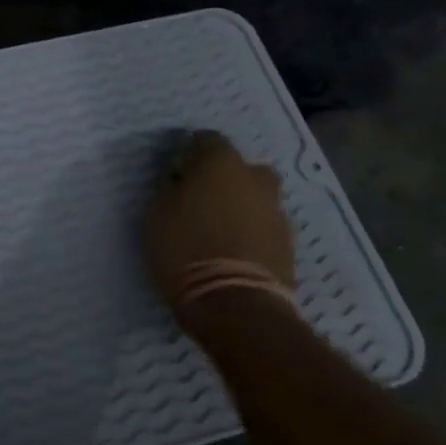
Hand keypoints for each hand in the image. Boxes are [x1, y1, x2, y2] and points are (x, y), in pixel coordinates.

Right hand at [143, 130, 295, 311]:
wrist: (236, 304)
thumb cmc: (186, 250)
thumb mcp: (156, 214)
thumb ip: (171, 189)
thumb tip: (180, 181)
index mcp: (221, 163)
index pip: (206, 139)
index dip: (189, 153)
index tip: (176, 171)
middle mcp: (255, 178)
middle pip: (238, 167)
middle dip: (222, 178)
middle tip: (200, 200)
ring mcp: (276, 211)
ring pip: (255, 197)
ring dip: (239, 206)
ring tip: (217, 230)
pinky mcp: (288, 243)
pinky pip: (264, 226)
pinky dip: (251, 232)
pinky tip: (233, 250)